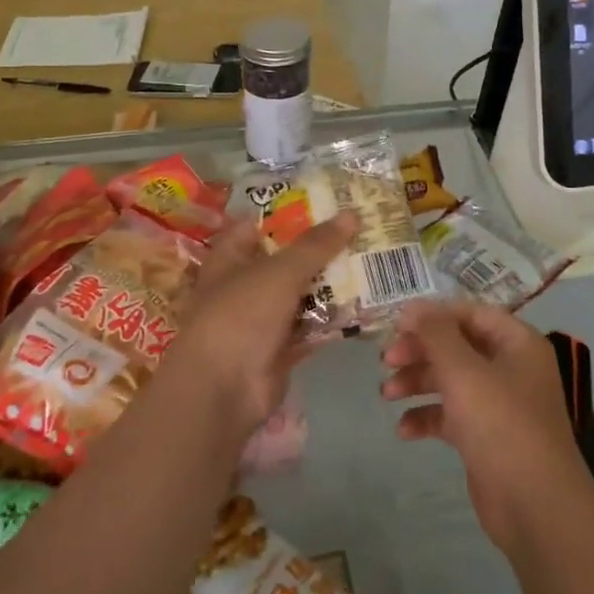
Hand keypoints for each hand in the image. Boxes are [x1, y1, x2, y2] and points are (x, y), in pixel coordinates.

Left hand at [162, 214, 357, 434]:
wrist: (222, 390)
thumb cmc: (240, 315)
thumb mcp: (279, 271)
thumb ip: (315, 245)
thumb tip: (351, 214)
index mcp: (230, 258)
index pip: (258, 225)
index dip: (289, 213)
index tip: (327, 203)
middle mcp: (244, 285)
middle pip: (286, 260)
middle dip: (320, 248)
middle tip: (361, 231)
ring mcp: (262, 320)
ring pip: (302, 294)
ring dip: (331, 283)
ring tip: (371, 262)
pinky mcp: (280, 349)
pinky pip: (311, 326)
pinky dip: (333, 318)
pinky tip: (365, 304)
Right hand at [381, 301, 593, 559]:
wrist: (535, 506)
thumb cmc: (502, 425)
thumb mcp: (464, 372)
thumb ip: (436, 334)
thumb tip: (412, 306)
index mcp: (517, 343)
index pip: (471, 313)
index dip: (434, 315)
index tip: (396, 325)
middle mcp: (511, 368)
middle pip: (457, 346)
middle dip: (420, 351)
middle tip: (386, 360)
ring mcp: (500, 404)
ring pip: (451, 380)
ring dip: (418, 383)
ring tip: (386, 394)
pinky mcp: (486, 436)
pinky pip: (452, 415)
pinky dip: (427, 417)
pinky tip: (403, 430)